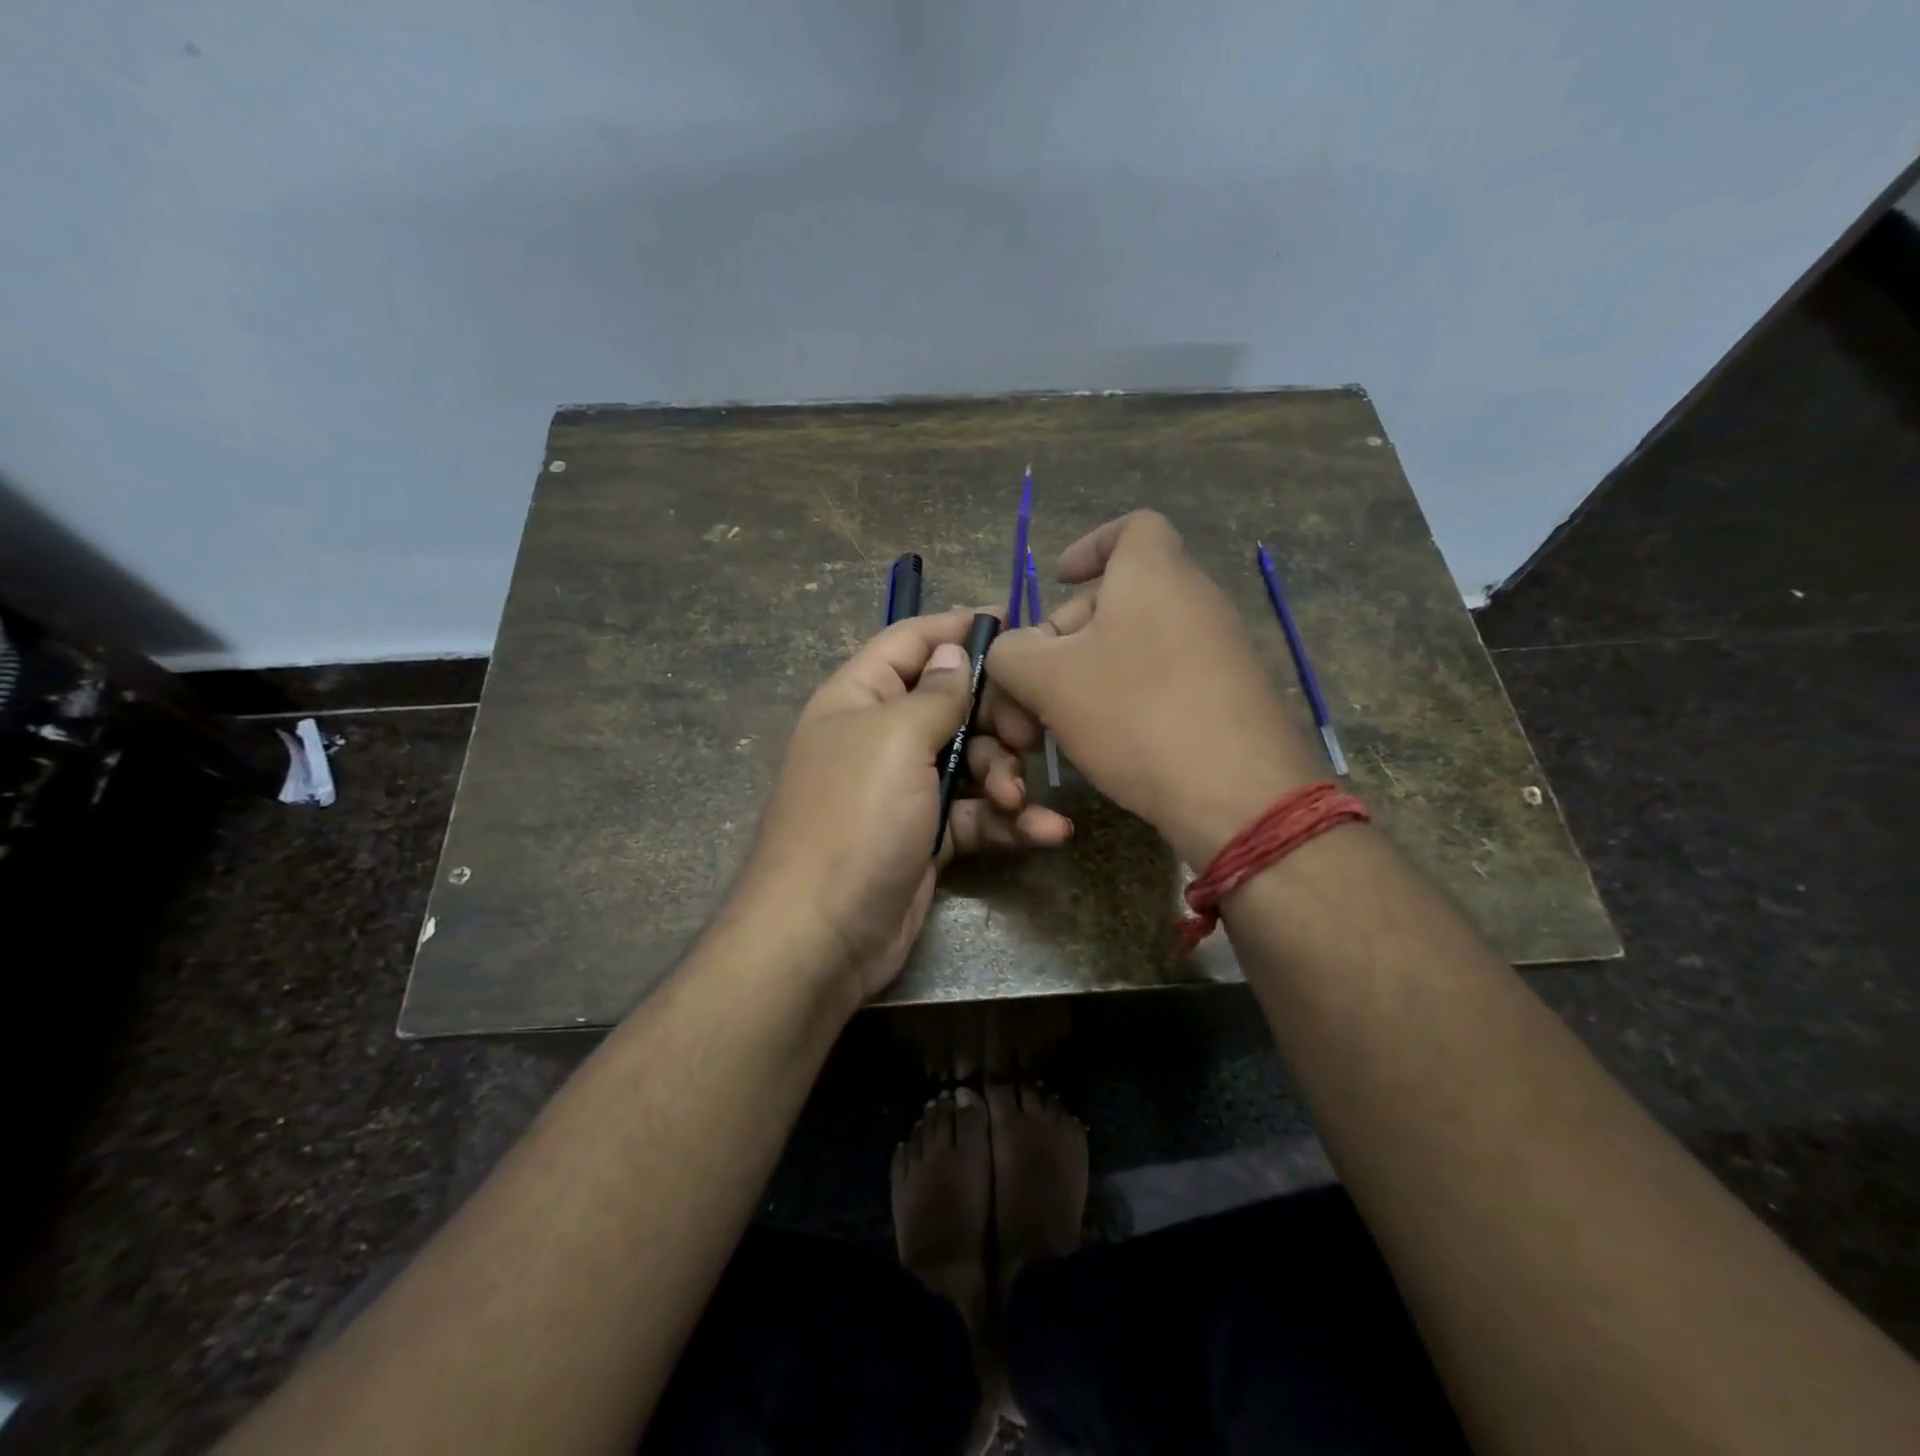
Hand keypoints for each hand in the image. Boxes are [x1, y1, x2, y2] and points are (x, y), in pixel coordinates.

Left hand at [737, 608, 1073, 1003]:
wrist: (823, 935)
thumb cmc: (855, 819)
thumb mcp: (895, 740)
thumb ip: (935, 692)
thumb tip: (953, 650)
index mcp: (859, 697)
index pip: (912, 642)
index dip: (959, 628)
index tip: (1017, 623)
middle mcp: (882, 736)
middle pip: (955, 702)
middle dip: (998, 718)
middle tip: (1030, 738)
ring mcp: (906, 788)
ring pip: (974, 760)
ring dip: (1006, 777)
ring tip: (1017, 802)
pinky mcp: (929, 835)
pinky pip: (976, 813)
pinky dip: (1010, 822)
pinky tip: (1048, 833)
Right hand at [987, 511, 1322, 865]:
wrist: (1238, 795)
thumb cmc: (1136, 714)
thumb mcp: (1048, 680)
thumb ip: (1011, 653)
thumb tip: (1011, 651)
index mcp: (1155, 572)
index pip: (1131, 526)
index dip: (1090, 545)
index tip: (1060, 580)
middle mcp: (1196, 598)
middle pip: (1120, 595)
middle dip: (1067, 634)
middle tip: (1036, 685)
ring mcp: (1221, 648)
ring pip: (1138, 644)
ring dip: (1091, 674)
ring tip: (1062, 722)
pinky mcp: (1230, 695)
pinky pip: (1167, 678)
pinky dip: (1130, 697)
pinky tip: (1109, 742)